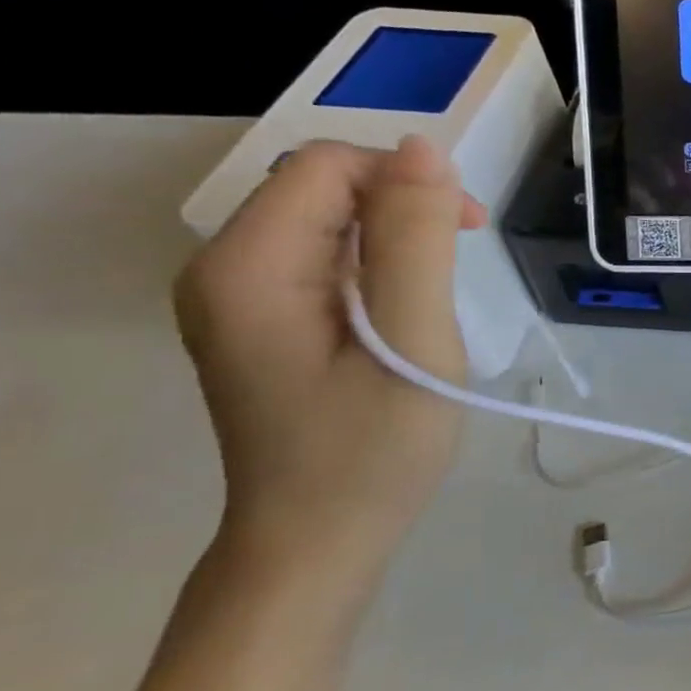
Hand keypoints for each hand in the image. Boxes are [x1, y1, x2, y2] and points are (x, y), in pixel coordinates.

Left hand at [174, 137, 485, 572]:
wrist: (320, 540)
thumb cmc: (373, 448)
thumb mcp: (413, 341)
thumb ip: (417, 241)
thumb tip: (426, 150)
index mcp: (246, 267)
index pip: (325, 166)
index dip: (405, 179)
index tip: (469, 229)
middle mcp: (222, 270)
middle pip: (320, 186)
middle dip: (402, 204)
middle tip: (465, 258)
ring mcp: (235, 298)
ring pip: (325, 220)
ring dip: (395, 235)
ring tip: (438, 294)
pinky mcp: (260, 321)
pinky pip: (322, 258)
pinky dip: (376, 264)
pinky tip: (404, 309)